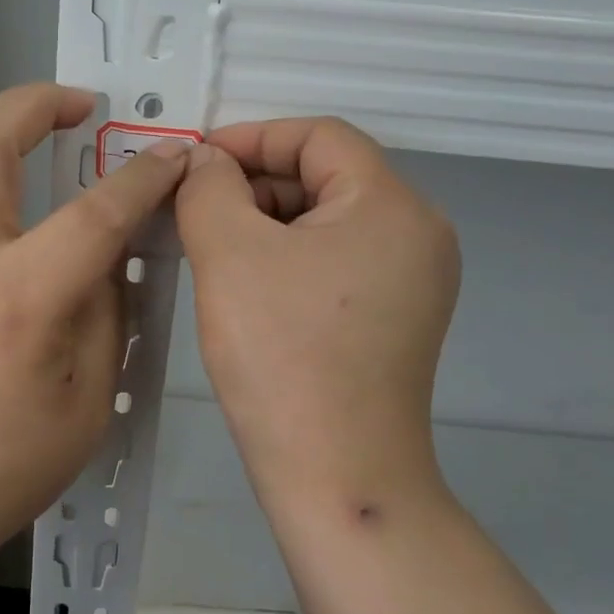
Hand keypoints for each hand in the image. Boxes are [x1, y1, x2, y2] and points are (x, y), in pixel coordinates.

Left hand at [0, 84, 188, 561]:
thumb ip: (104, 307)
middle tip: (76, 107)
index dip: (141, 179)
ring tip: (13, 114)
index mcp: (17, 302)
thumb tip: (107, 244)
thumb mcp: (89, 398)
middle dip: (37, 105)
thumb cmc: (4, 466)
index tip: (170, 156)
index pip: (93, 214)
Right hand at [175, 117, 460, 509]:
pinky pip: (336, 261)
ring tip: (213, 249)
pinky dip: (288, 257)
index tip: (196, 163)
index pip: (319, 136)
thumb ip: (209, 187)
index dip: (252, 138)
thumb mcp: (229, 253)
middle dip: (255, 183)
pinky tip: (246, 283)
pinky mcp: (397, 317)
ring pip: (327, 220)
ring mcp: (414, 280)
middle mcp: (418, 232)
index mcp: (392, 205)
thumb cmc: (282, 354)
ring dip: (267, 221)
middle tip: (196, 211)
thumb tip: (205, 162)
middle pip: (326, 176)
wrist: (337, 476)